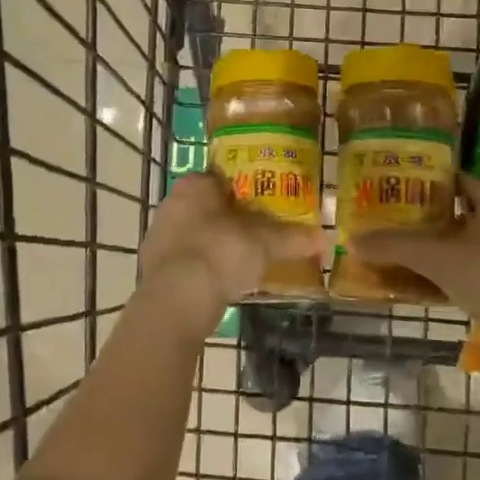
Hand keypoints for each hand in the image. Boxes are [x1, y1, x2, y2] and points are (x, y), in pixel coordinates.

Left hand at [135, 173, 323, 338]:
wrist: (176, 301)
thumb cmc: (220, 253)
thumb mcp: (264, 244)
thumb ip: (293, 238)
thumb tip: (325, 238)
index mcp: (194, 185)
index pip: (223, 177)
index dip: (246, 189)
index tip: (267, 203)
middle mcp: (171, 204)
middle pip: (210, 207)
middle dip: (233, 219)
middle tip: (261, 232)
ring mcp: (159, 237)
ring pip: (196, 234)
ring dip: (217, 244)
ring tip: (247, 260)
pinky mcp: (154, 269)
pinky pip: (187, 261)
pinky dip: (204, 268)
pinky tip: (224, 282)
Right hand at [352, 176, 479, 350]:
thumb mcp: (437, 257)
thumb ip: (396, 246)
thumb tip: (353, 240)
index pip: (452, 179)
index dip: (421, 184)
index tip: (392, 193)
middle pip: (457, 212)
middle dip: (425, 220)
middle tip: (391, 225)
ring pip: (466, 243)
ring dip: (438, 249)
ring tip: (402, 255)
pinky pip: (475, 268)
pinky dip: (452, 272)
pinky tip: (426, 285)